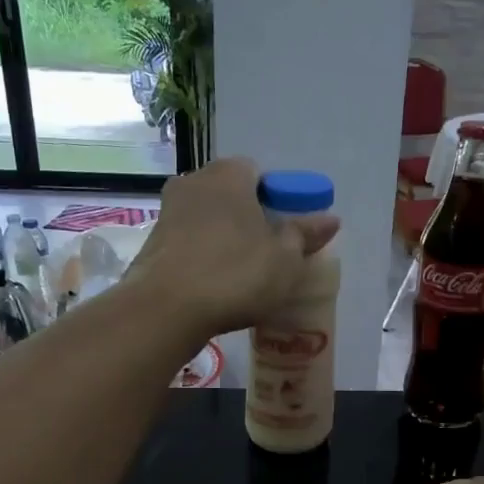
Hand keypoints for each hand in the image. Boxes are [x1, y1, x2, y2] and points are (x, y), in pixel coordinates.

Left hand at [125, 158, 339, 338]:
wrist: (166, 310)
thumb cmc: (235, 274)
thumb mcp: (285, 259)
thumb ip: (305, 234)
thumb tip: (330, 218)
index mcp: (229, 174)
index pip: (260, 174)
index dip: (278, 201)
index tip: (287, 232)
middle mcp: (194, 182)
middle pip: (232, 196)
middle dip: (250, 219)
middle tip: (269, 255)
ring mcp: (168, 212)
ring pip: (208, 220)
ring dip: (225, 240)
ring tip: (242, 276)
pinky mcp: (152, 244)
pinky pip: (189, 244)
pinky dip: (203, 258)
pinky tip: (215, 286)